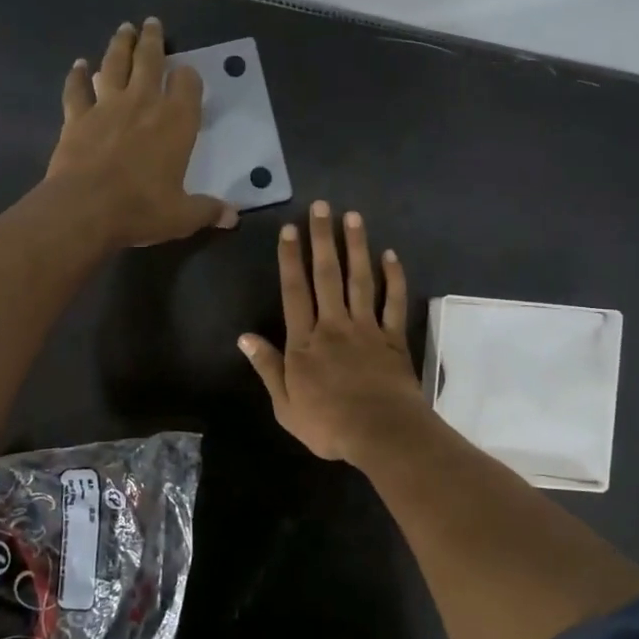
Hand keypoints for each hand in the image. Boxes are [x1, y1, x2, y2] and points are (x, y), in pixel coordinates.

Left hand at [45, 17, 235, 247]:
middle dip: (153, 41)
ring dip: (120, 45)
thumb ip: (208, 211)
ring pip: (114, 65)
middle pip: (149, 61)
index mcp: (176, 123)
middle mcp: (143, 104)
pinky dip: (77, 76)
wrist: (84, 209)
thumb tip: (233, 217)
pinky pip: (77, 90)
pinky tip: (78, 65)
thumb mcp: (182, 216)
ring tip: (124, 29)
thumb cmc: (141, 209)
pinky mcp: (76, 118)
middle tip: (152, 23)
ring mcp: (106, 107)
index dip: (189, 77)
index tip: (188, 73)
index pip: (188, 85)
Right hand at [239, 202, 430, 463]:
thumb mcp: (285, 404)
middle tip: (321, 206)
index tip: (290, 229)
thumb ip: (268, 368)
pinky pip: (393, 302)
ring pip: (360, 280)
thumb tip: (244, 338)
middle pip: (327, 275)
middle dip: (322, 239)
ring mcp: (366, 328)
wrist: (380, 432)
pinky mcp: (393, 338)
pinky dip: (393, 278)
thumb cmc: (328, 424)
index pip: (294, 291)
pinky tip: (390, 255)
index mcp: (305, 342)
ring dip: (356, 246)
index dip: (290, 259)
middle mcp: (334, 325)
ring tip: (352, 216)